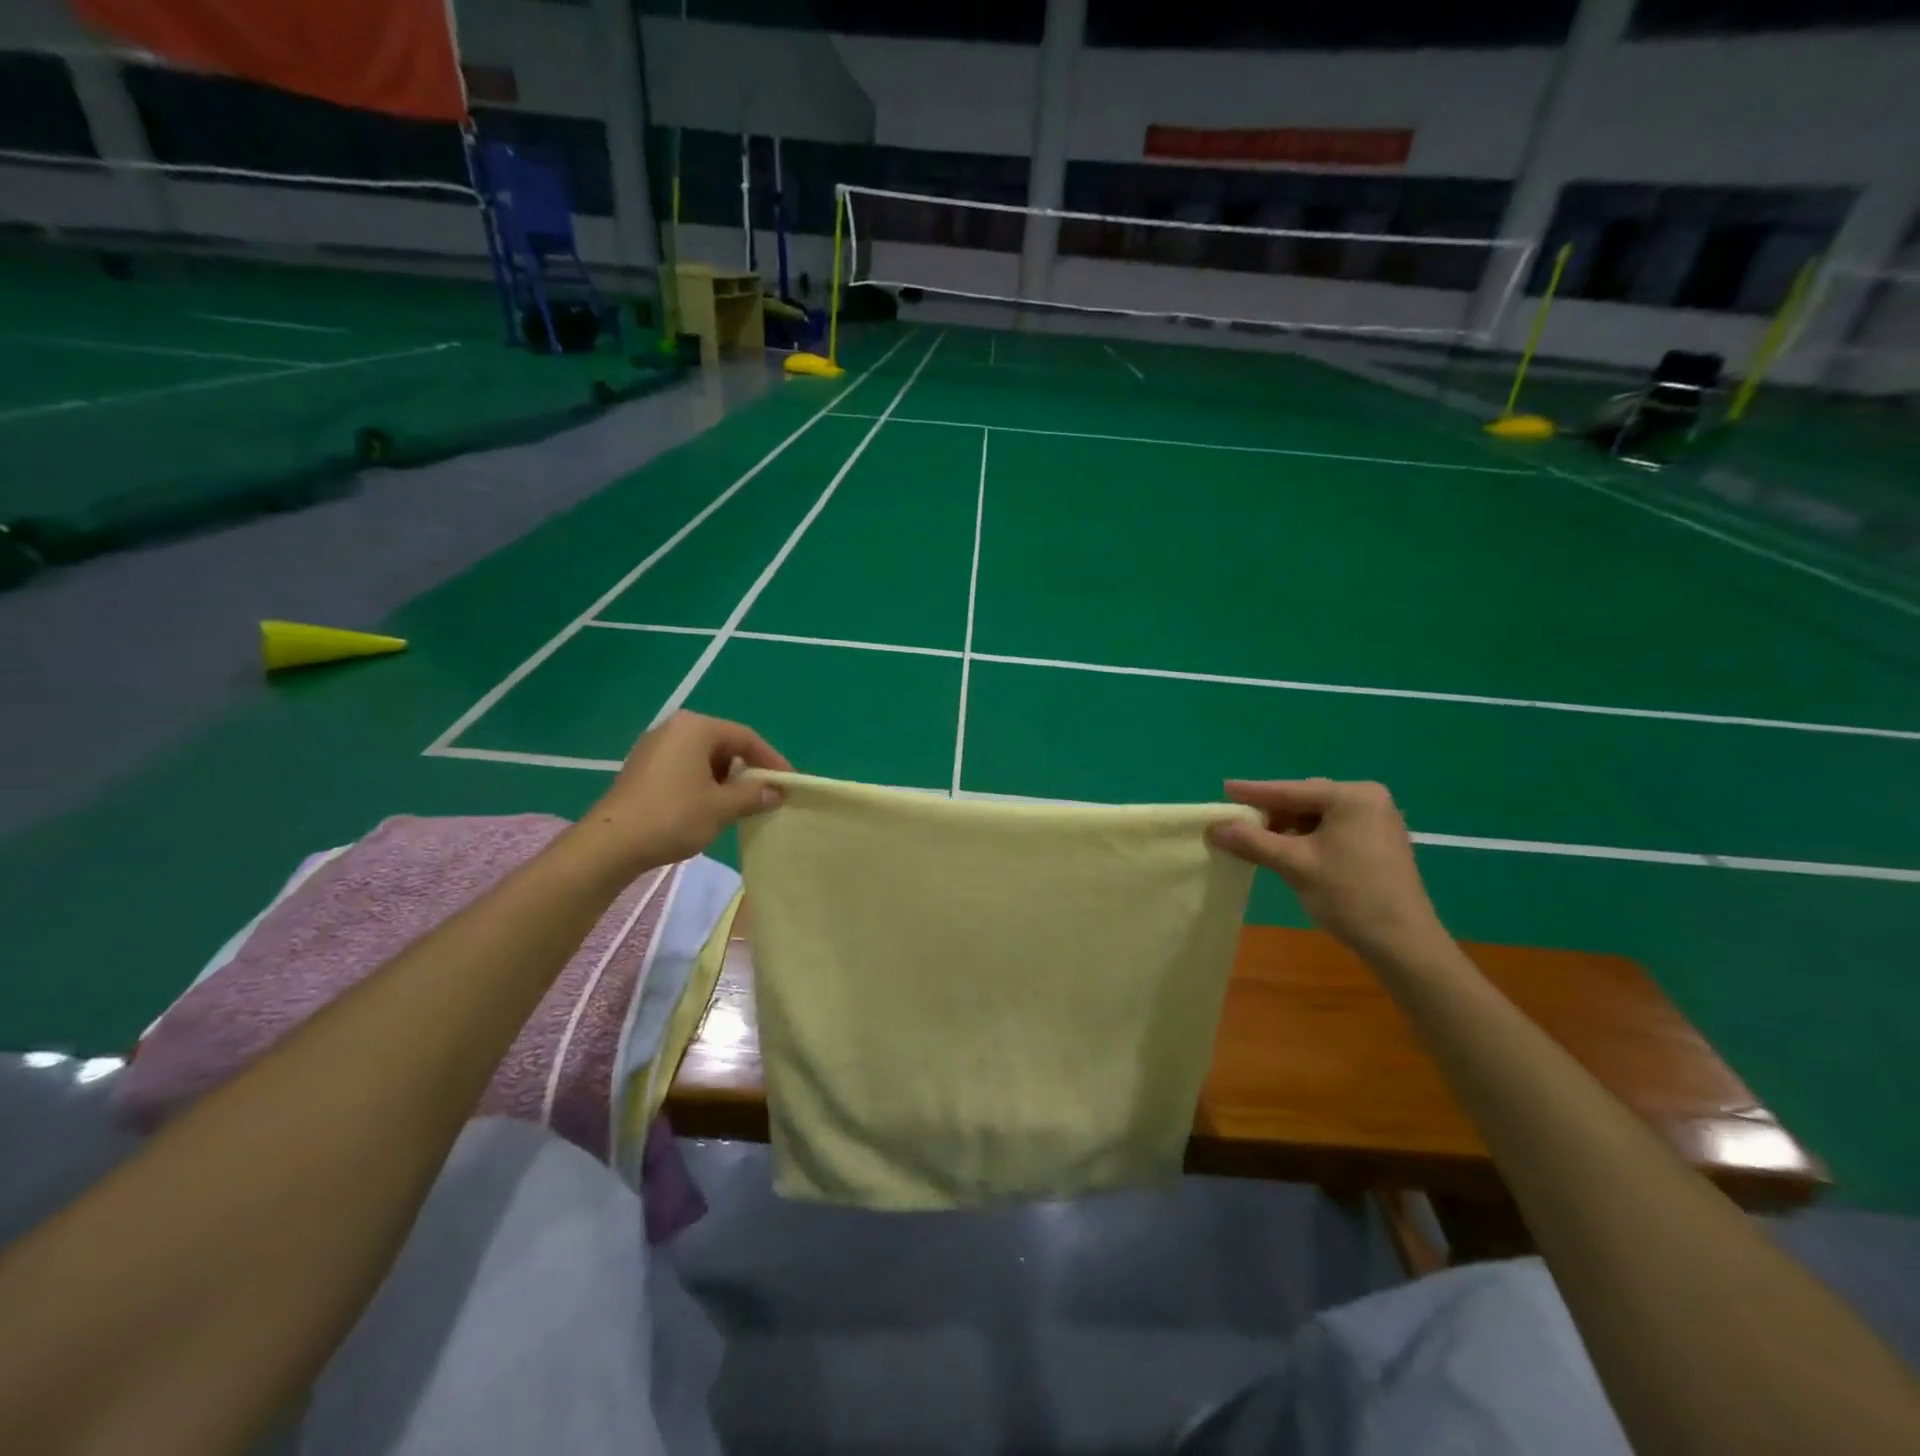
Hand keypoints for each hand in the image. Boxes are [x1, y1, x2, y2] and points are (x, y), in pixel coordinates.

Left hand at [572, 712, 789, 877]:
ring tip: (740, 804)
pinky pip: (684, 767)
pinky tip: (709, 808)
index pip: (746, 737)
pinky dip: (703, 783)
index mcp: (696, 728)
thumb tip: (777, 791)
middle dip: (747, 769)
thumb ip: (754, 795)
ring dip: (726, 779)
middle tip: (765, 794)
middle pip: (724, 744)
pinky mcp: (642, 768)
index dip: (771, 760)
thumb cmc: (673, 816)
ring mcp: (654, 747)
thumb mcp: (722, 807)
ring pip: (704, 757)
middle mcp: (674, 728)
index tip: (788, 782)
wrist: (611, 844)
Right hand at [1209, 778, 1446, 965]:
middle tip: (1237, 821)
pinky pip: (1332, 830)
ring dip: (1287, 828)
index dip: (1254, 792)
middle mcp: (1368, 800)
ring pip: (1317, 817)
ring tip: (1257, 840)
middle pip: (1305, 801)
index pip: (1291, 790)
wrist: (1403, 944)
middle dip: (1271, 812)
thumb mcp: (1294, 864)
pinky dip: (1306, 839)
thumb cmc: (1349, 895)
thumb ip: (1251, 841)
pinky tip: (1286, 851)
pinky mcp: (1378, 843)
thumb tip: (1213, 826)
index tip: (1224, 788)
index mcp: (1352, 796)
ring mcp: (1377, 821)